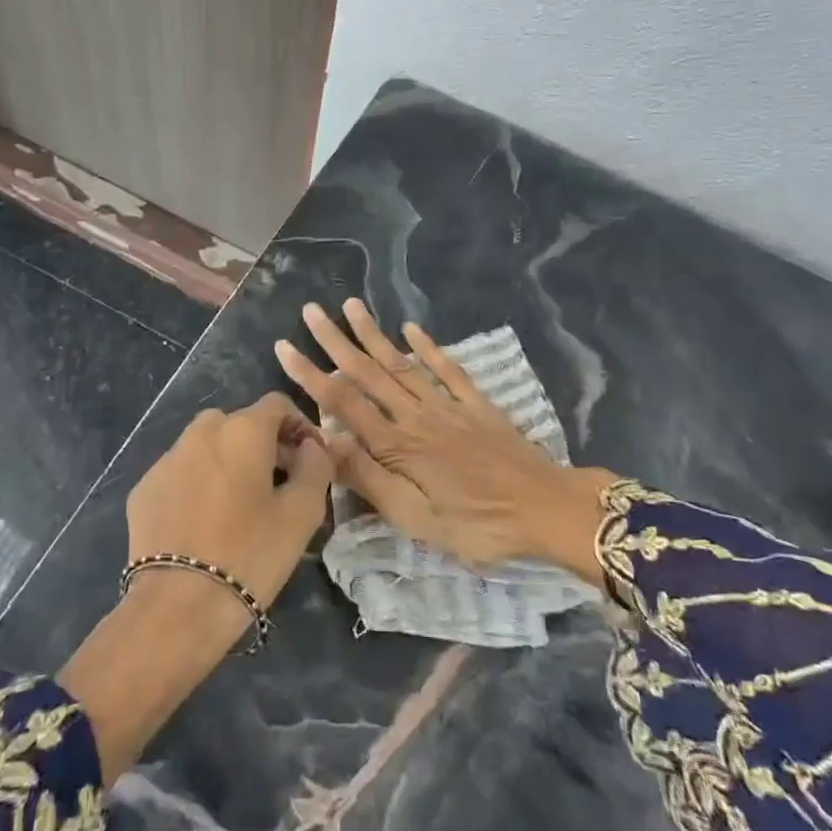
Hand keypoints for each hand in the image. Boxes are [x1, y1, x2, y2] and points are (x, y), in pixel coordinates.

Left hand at [59, 394, 332, 779]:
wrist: (176, 607)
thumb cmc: (250, 555)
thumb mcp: (302, 514)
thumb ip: (316, 467)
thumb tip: (312, 446)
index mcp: (243, 430)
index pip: (277, 405)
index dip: (299, 426)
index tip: (309, 460)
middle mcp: (201, 432)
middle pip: (240, 423)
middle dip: (263, 444)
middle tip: (278, 484)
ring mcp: (167, 459)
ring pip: (206, 446)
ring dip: (228, 462)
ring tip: (239, 505)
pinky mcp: (144, 488)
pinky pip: (180, 473)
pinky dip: (197, 484)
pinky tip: (204, 522)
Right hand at [275, 300, 610, 582]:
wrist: (546, 509)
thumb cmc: (478, 525)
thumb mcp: (417, 519)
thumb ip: (370, 479)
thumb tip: (326, 442)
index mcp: (397, 446)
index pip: (342, 403)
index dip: (310, 374)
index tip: (284, 347)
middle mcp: (416, 415)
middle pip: (368, 372)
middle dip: (335, 341)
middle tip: (310, 311)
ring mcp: (448, 405)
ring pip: (401, 363)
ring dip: (373, 334)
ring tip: (350, 305)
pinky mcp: (476, 404)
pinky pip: (447, 368)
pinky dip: (427, 346)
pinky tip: (411, 328)